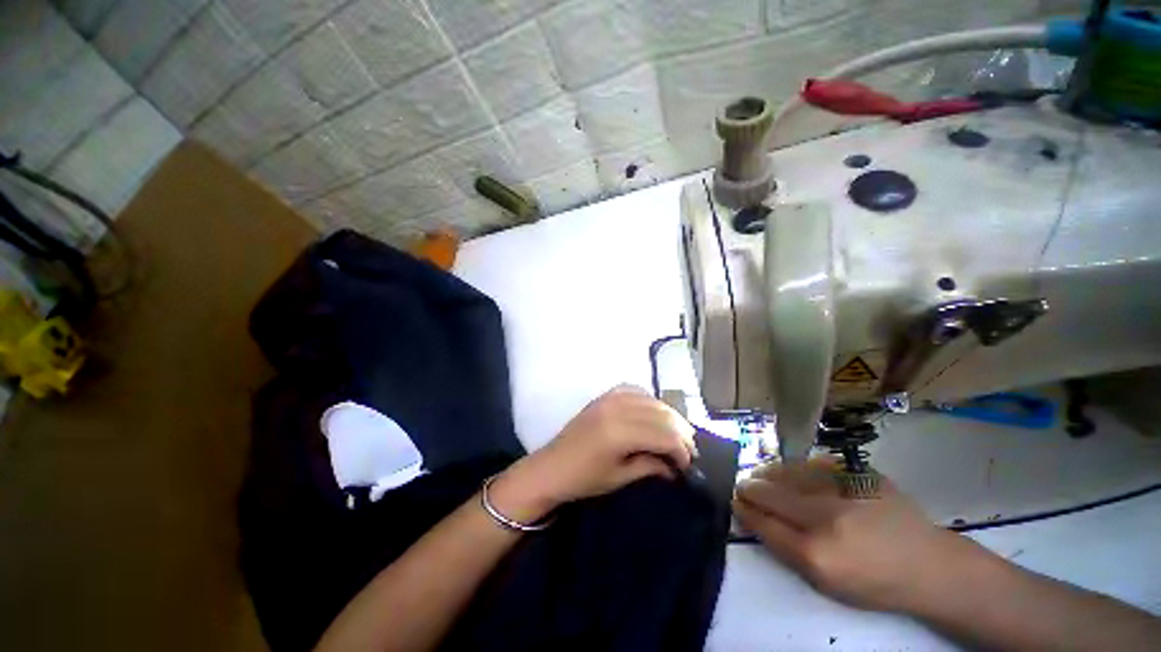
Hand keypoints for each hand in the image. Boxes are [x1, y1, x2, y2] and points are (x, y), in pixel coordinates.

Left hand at [490, 385, 697, 521]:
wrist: (551, 467)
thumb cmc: (583, 479)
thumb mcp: (620, 477)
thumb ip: (650, 466)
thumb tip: (674, 466)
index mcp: (620, 432)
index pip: (664, 435)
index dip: (682, 450)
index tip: (689, 465)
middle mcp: (617, 408)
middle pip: (662, 414)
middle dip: (680, 433)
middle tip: (688, 450)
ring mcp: (609, 398)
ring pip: (651, 400)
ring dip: (668, 415)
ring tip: (677, 433)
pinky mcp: (604, 396)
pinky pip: (634, 390)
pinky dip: (649, 400)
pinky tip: (654, 412)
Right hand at [733, 460, 984, 613]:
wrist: (929, 564)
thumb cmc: (874, 582)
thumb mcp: (824, 582)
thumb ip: (784, 547)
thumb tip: (754, 515)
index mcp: (816, 553)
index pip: (762, 521)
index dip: (743, 508)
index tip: (735, 501)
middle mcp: (824, 516)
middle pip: (768, 492)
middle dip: (748, 487)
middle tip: (742, 486)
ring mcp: (842, 489)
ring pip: (785, 471)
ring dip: (766, 473)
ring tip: (760, 476)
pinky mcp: (856, 472)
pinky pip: (810, 463)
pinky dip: (794, 467)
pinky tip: (790, 472)